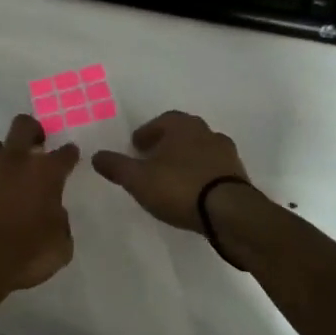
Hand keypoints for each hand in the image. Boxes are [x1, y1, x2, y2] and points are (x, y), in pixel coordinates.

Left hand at [0, 115, 80, 297]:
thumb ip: (60, 222)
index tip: (69, 157)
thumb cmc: (25, 256)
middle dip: (31, 131)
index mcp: (43, 173)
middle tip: (34, 146)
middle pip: (22, 126)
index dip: (68, 154)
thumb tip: (53, 212)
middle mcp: (11, 161)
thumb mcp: (60, 247)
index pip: (64, 153)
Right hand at [92, 110, 249, 232]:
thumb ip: (116, 166)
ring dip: (186, 161)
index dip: (147, 133)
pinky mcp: (239, 177)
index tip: (136, 148)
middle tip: (152, 160)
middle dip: (167, 145)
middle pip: (183, 134)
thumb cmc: (179, 187)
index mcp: (183, 126)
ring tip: (172, 179)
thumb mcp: (138, 179)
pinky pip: (214, 171)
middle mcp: (207, 133)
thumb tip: (96, 156)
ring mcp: (227, 155)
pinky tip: (192, 193)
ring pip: (200, 151)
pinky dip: (201, 177)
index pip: (162, 121)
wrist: (230, 213)